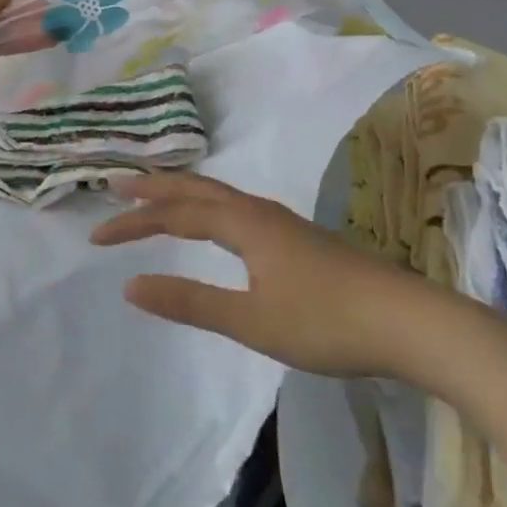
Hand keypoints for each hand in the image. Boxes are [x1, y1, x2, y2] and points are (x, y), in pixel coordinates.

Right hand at [90, 172, 465, 386]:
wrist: (409, 321)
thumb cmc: (326, 321)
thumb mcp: (252, 320)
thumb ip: (190, 302)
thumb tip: (130, 286)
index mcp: (244, 224)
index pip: (176, 215)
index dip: (135, 222)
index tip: (98, 236)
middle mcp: (259, 212)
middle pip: (196, 189)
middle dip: (154, 188)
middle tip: (117, 185)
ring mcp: (282, 223)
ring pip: (220, 196)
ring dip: (182, 193)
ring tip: (157, 196)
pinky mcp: (298, 239)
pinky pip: (236, 208)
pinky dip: (208, 206)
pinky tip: (217, 224)